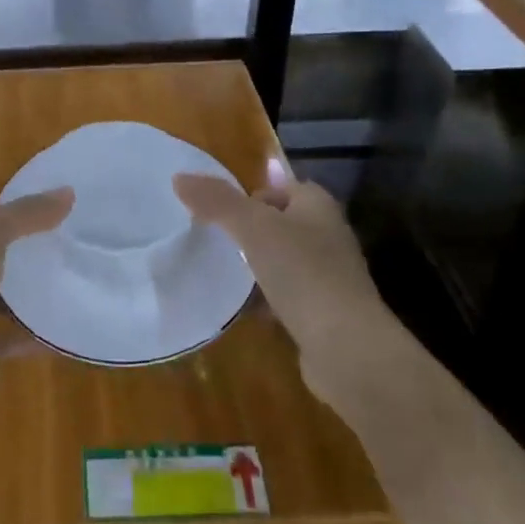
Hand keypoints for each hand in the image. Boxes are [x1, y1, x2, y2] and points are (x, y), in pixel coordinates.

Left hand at [0, 188, 74, 416]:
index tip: (43, 213)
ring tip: (64, 277)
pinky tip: (59, 325)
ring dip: (20, 292)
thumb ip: (27, 212)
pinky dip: (28, 330)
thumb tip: (68, 191)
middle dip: (13, 252)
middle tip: (59, 242)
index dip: (1, 213)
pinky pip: (3, 333)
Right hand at [174, 170, 398, 414]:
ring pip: (283, 260)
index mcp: (317, 206)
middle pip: (281, 223)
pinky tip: (242, 309)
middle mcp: (328, 235)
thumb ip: (217, 201)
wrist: (345, 346)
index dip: (252, 193)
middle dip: (250, 231)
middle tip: (215, 240)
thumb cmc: (302, 273)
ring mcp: (329, 276)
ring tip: (222, 272)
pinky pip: (286, 296)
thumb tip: (179, 177)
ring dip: (256, 266)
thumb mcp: (253, 228)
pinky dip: (265, 299)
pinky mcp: (323, 312)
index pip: (283, 187)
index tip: (220, 211)